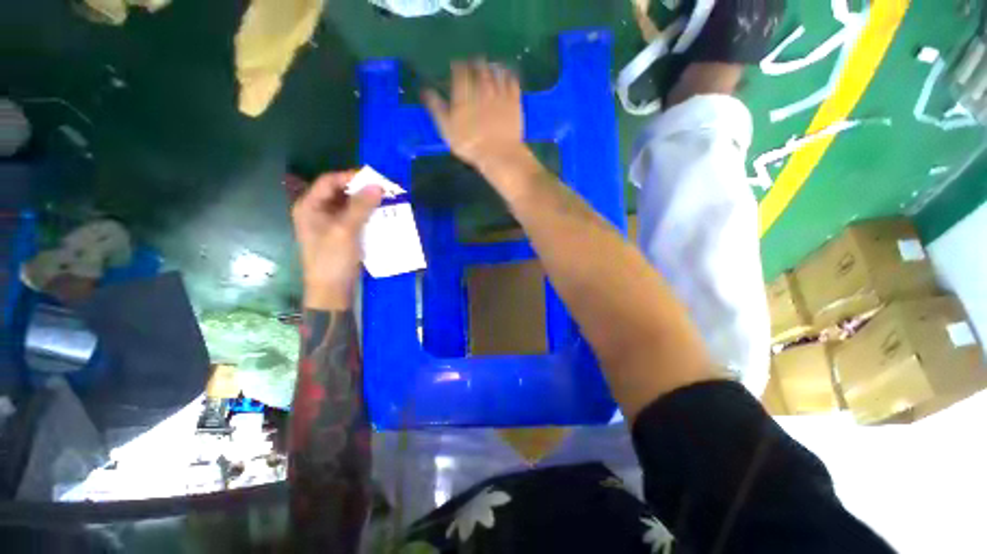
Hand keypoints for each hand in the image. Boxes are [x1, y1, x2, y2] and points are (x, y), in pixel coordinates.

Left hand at [292, 171, 382, 309]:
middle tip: (383, 188)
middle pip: (340, 192)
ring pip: (349, 205)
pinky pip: (355, 217)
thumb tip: (377, 185)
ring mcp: (330, 223)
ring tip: (386, 200)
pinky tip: (381, 214)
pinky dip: (368, 214)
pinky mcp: (342, 234)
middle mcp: (318, 211)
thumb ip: (360, 207)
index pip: (329, 182)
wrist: (332, 290)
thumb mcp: (345, 231)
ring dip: (366, 201)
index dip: (350, 177)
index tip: (374, 177)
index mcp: (309, 206)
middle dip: (361, 189)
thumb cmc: (332, 259)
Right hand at [423, 60, 527, 172]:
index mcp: (464, 92)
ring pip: (496, 70)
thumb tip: (426, 91)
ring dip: (491, 67)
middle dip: (475, 64)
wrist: (499, 154)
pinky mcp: (514, 100)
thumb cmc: (470, 145)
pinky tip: (506, 77)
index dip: (457, 66)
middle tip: (473, 67)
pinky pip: (512, 80)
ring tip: (489, 69)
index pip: (460, 70)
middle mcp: (482, 87)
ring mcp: (500, 92)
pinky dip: (507, 75)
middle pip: (479, 66)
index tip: (456, 68)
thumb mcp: (447, 130)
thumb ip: (437, 108)